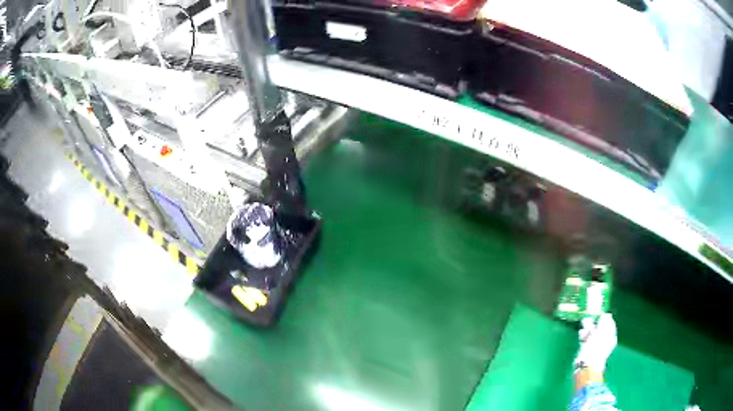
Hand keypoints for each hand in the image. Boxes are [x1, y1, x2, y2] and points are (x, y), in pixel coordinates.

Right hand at [574, 313, 616, 372]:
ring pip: (592, 333)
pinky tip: (581, 334)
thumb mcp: (602, 330)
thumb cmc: (597, 346)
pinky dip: (584, 336)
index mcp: (611, 336)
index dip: (604, 317)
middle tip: (589, 318)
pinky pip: (586, 339)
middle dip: (594, 322)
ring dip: (588, 328)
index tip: (598, 313)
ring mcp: (596, 345)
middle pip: (600, 327)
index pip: (610, 323)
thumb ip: (605, 320)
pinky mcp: (587, 349)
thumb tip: (606, 314)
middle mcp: (605, 340)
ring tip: (584, 326)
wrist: (586, 364)